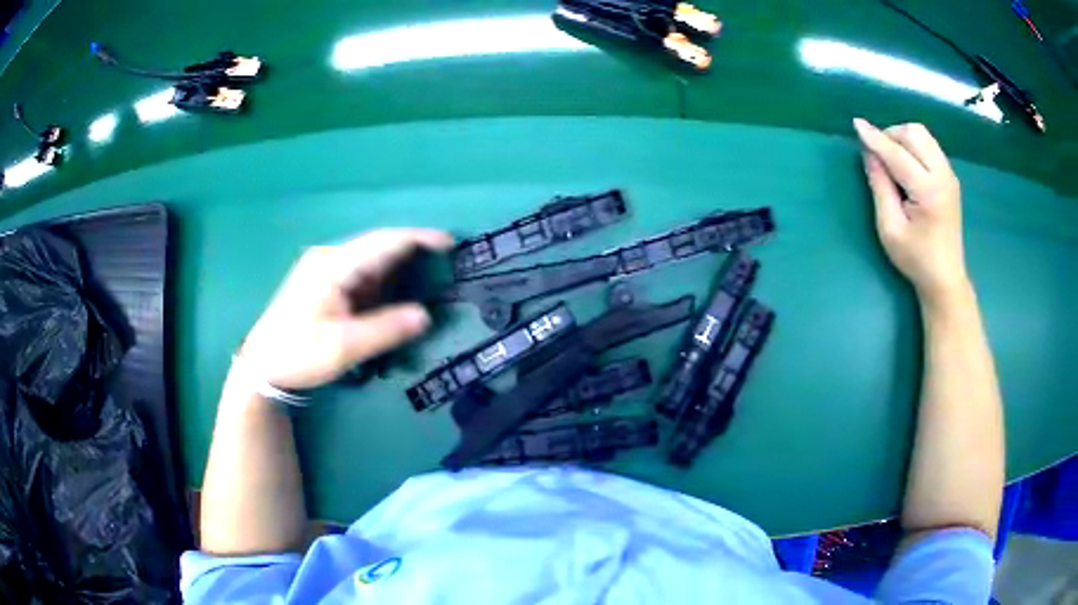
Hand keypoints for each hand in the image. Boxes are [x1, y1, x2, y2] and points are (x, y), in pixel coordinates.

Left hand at [239, 229, 453, 389]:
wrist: (261, 365)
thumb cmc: (298, 354)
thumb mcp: (343, 347)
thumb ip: (385, 329)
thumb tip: (426, 315)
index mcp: (333, 266)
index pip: (383, 242)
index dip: (417, 239)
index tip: (449, 242)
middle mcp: (329, 259)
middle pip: (378, 245)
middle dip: (412, 249)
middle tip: (446, 261)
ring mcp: (324, 269)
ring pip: (370, 259)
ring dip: (398, 265)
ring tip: (430, 274)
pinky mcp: (323, 283)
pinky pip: (361, 272)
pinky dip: (383, 278)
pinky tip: (396, 290)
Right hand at [853, 119, 969, 304]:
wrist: (945, 277)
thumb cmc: (915, 258)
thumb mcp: (890, 228)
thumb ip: (880, 186)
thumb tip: (869, 154)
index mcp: (928, 192)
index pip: (898, 154)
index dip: (875, 138)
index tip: (856, 124)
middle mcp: (943, 176)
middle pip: (914, 133)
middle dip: (891, 135)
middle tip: (878, 154)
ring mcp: (949, 174)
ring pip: (923, 134)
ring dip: (902, 137)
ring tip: (891, 157)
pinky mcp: (950, 176)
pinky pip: (929, 145)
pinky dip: (913, 145)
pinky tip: (906, 164)